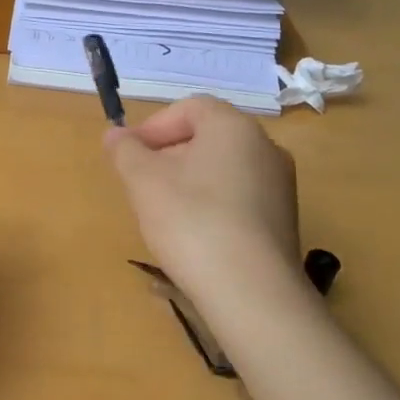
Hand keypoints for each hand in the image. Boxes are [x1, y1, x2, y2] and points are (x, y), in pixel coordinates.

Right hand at [104, 96, 300, 298]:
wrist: (251, 291)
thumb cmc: (191, 221)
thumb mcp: (143, 181)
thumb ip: (125, 151)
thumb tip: (115, 134)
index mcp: (234, 127)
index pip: (191, 107)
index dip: (154, 126)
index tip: (129, 154)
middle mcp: (266, 148)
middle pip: (208, 138)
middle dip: (168, 155)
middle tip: (141, 184)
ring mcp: (280, 186)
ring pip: (223, 169)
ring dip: (188, 181)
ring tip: (163, 214)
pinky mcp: (283, 221)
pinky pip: (239, 198)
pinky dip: (212, 205)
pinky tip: (194, 236)